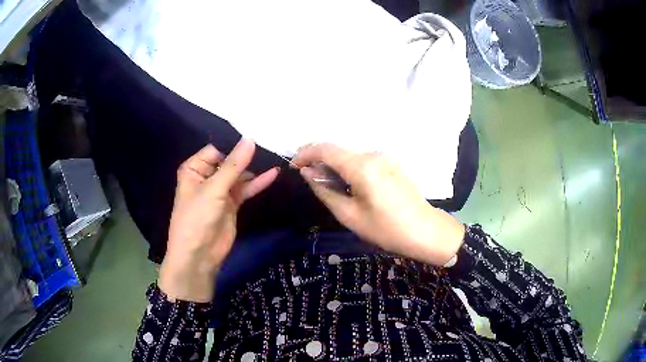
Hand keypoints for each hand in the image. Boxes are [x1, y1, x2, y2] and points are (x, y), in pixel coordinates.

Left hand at [159, 139, 278, 301]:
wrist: (198, 255)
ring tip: (275, 156)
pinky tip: (273, 174)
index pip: (216, 149)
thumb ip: (234, 165)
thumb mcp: (214, 189)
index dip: (234, 144)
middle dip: (247, 155)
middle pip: (229, 161)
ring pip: (239, 175)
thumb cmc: (197, 218)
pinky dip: (257, 183)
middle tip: (271, 143)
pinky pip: (245, 189)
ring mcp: (220, 191)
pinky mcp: (232, 204)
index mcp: (194, 169)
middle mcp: (206, 177)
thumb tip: (251, 139)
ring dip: (254, 169)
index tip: (257, 134)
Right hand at [293, 143, 464, 265]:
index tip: (293, 166)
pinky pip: (363, 161)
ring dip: (334, 166)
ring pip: (350, 156)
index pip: (325, 149)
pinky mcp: (392, 164)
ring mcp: (385, 157)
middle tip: (308, 179)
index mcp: (362, 166)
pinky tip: (347, 185)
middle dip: (319, 161)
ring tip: (327, 186)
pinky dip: (349, 169)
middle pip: (338, 151)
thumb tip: (308, 173)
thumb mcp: (349, 215)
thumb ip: (325, 191)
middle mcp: (374, 154)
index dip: (305, 153)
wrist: (426, 231)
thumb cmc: (387, 229)